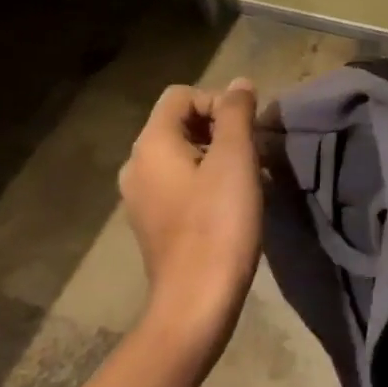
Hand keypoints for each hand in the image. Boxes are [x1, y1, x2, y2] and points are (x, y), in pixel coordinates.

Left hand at [118, 80, 262, 353]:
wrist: (196, 302)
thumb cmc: (219, 224)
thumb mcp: (235, 159)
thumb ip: (237, 113)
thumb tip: (240, 84)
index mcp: (151, 144)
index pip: (182, 95)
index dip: (218, 102)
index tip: (247, 132)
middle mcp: (136, 165)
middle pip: (178, 122)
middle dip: (218, 127)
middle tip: (251, 153)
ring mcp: (140, 197)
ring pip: (180, 154)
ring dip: (214, 155)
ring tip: (245, 178)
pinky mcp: (151, 222)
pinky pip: (177, 183)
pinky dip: (203, 181)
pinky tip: (228, 204)